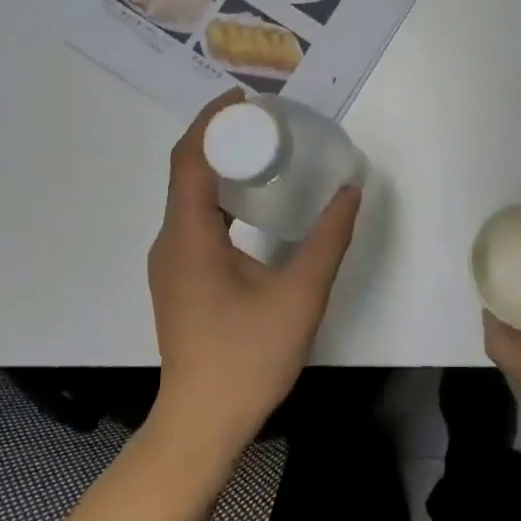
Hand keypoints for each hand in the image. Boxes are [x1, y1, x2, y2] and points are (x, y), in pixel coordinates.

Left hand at [147, 90, 362, 456]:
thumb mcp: (300, 294)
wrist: (202, 422)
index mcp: (189, 235)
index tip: (246, 99)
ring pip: (188, 197)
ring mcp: (170, 263)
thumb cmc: (248, 357)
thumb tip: (350, 190)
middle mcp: (170, 241)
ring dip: (219, 168)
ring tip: (264, 154)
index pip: (189, 158)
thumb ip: (329, 238)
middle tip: (267, 123)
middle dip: (220, 138)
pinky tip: (252, 205)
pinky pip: (193, 221)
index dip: (212, 120)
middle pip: (186, 171)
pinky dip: (218, 199)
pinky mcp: (179, 280)